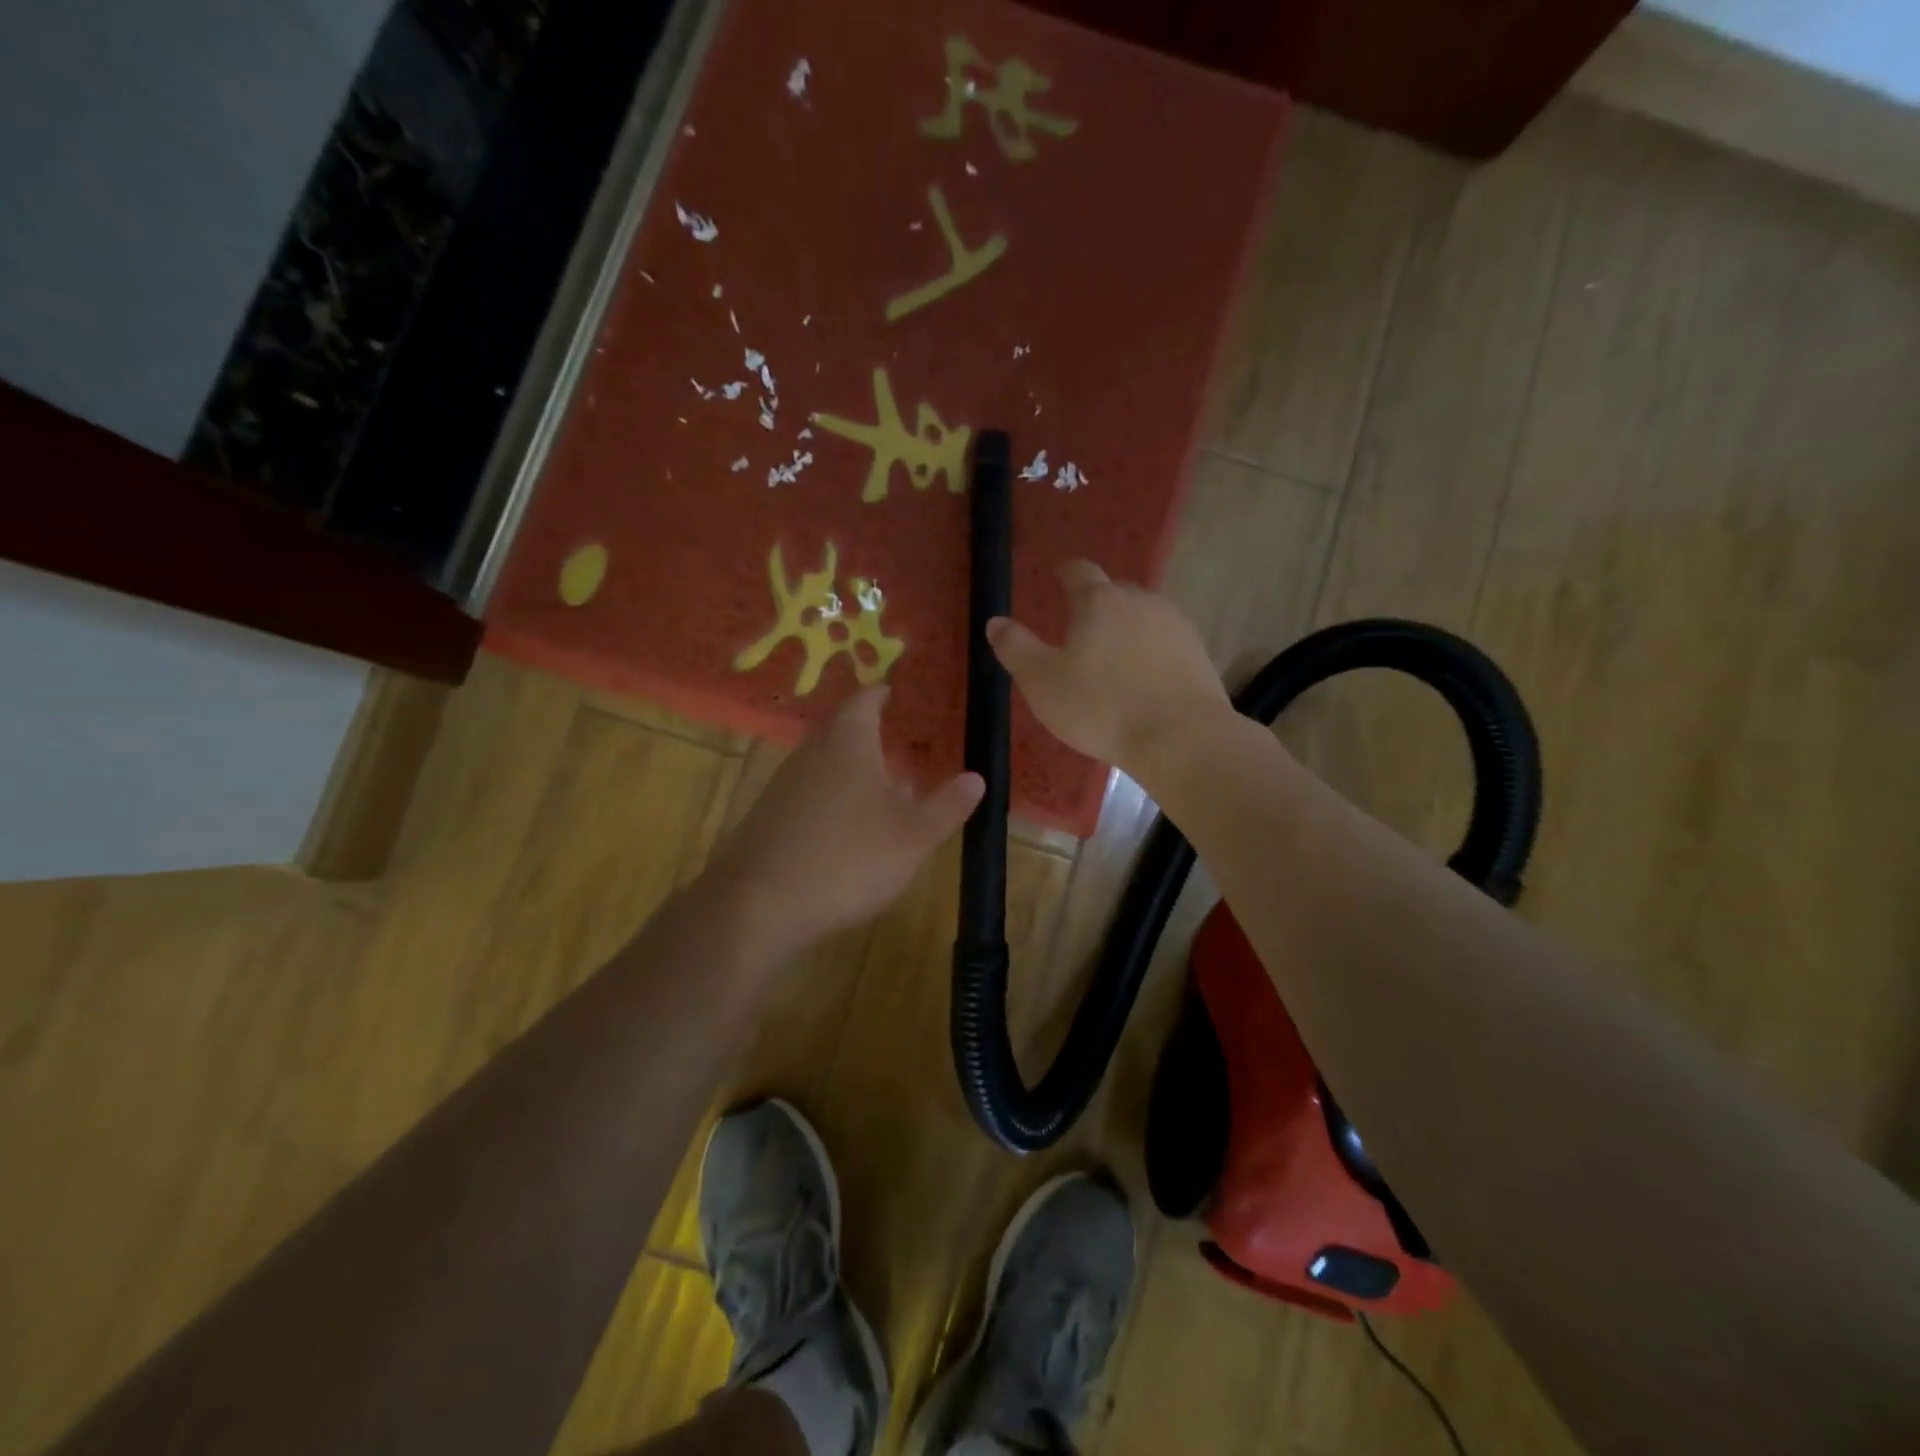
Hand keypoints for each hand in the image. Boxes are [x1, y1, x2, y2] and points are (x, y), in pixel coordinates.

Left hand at [705, 687, 983, 948]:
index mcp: (849, 743)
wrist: (762, 903)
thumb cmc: (850, 858)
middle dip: (865, 731)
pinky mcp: (768, 815)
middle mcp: (812, 753)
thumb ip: (947, 805)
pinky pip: (806, 791)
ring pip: (823, 761)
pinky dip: (829, 794)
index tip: (891, 693)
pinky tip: (844, 825)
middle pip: (839, 729)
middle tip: (891, 738)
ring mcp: (784, 784)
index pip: (864, 702)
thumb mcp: (914, 835)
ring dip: (849, 766)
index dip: (879, 696)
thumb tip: (976, 777)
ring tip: (878, 785)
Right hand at [987, 559, 1229, 773]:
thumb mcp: (1042, 682)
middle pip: (1114, 591)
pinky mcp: (1197, 653)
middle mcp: (1140, 601)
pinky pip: (1165, 641)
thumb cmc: (1101, 707)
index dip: (1066, 572)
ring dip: (1126, 627)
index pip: (1079, 571)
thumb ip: (1016, 648)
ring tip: (1112, 655)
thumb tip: (995, 621)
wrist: (1181, 738)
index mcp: (1099, 601)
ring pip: (1143, 615)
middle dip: (1097, 603)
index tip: (1058, 576)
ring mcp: (1175, 625)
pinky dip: (1150, 650)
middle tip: (1080, 627)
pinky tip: (1144, 677)